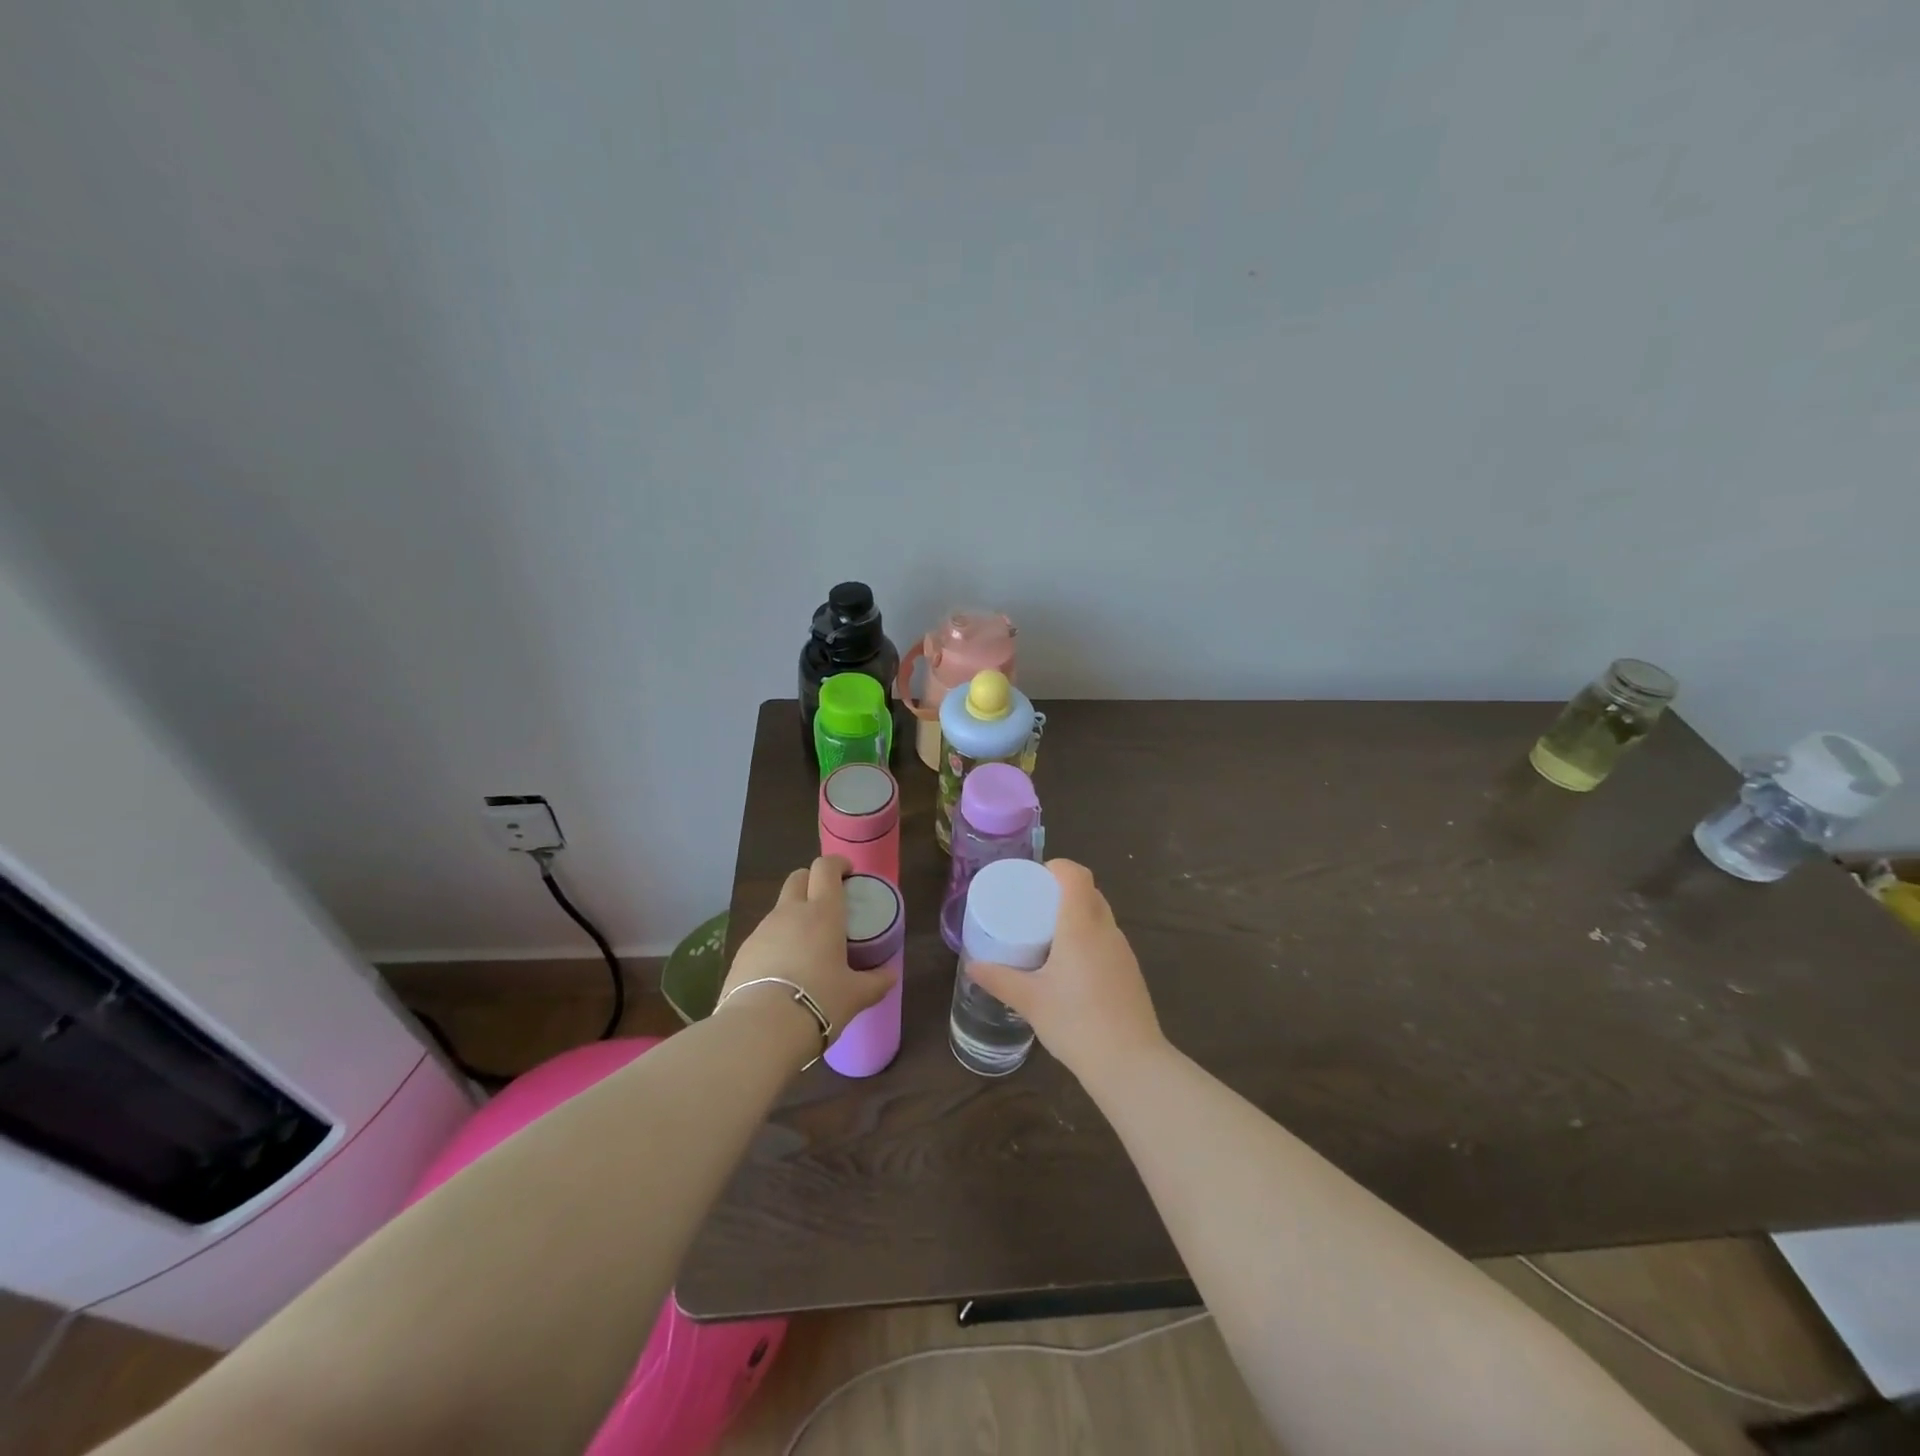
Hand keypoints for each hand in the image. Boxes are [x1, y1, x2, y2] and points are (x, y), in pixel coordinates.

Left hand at [721, 856, 893, 1051]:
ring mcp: (762, 930)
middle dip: (812, 881)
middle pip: (798, 877)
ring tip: (806, 944)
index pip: (826, 868)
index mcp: (823, 912)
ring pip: (780, 908)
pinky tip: (783, 970)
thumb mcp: (856, 995)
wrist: (761, 1028)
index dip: (837, 864)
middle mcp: (790, 912)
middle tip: (827, 902)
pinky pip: (763, 936)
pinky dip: (776, 942)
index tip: (848, 873)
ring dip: (793, 914)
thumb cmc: (819, 1001)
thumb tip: (890, 975)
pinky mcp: (742, 952)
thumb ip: (876, 981)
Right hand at [966, 860, 1165, 1084]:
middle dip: (1062, 891)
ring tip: (1048, 935)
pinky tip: (1071, 966)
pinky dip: (1089, 938)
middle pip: (1089, 892)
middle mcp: (1106, 930)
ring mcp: (1123, 951)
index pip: (1076, 875)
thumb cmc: (1076, 1023)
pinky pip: (1107, 939)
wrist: (1131, 1064)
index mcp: (1081, 925)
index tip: (1034, 880)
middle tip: (1033, 907)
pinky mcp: (1130, 971)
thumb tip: (972, 966)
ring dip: (1077, 915)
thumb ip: (998, 979)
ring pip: (1100, 915)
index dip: (1056, 868)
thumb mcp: (1030, 1001)